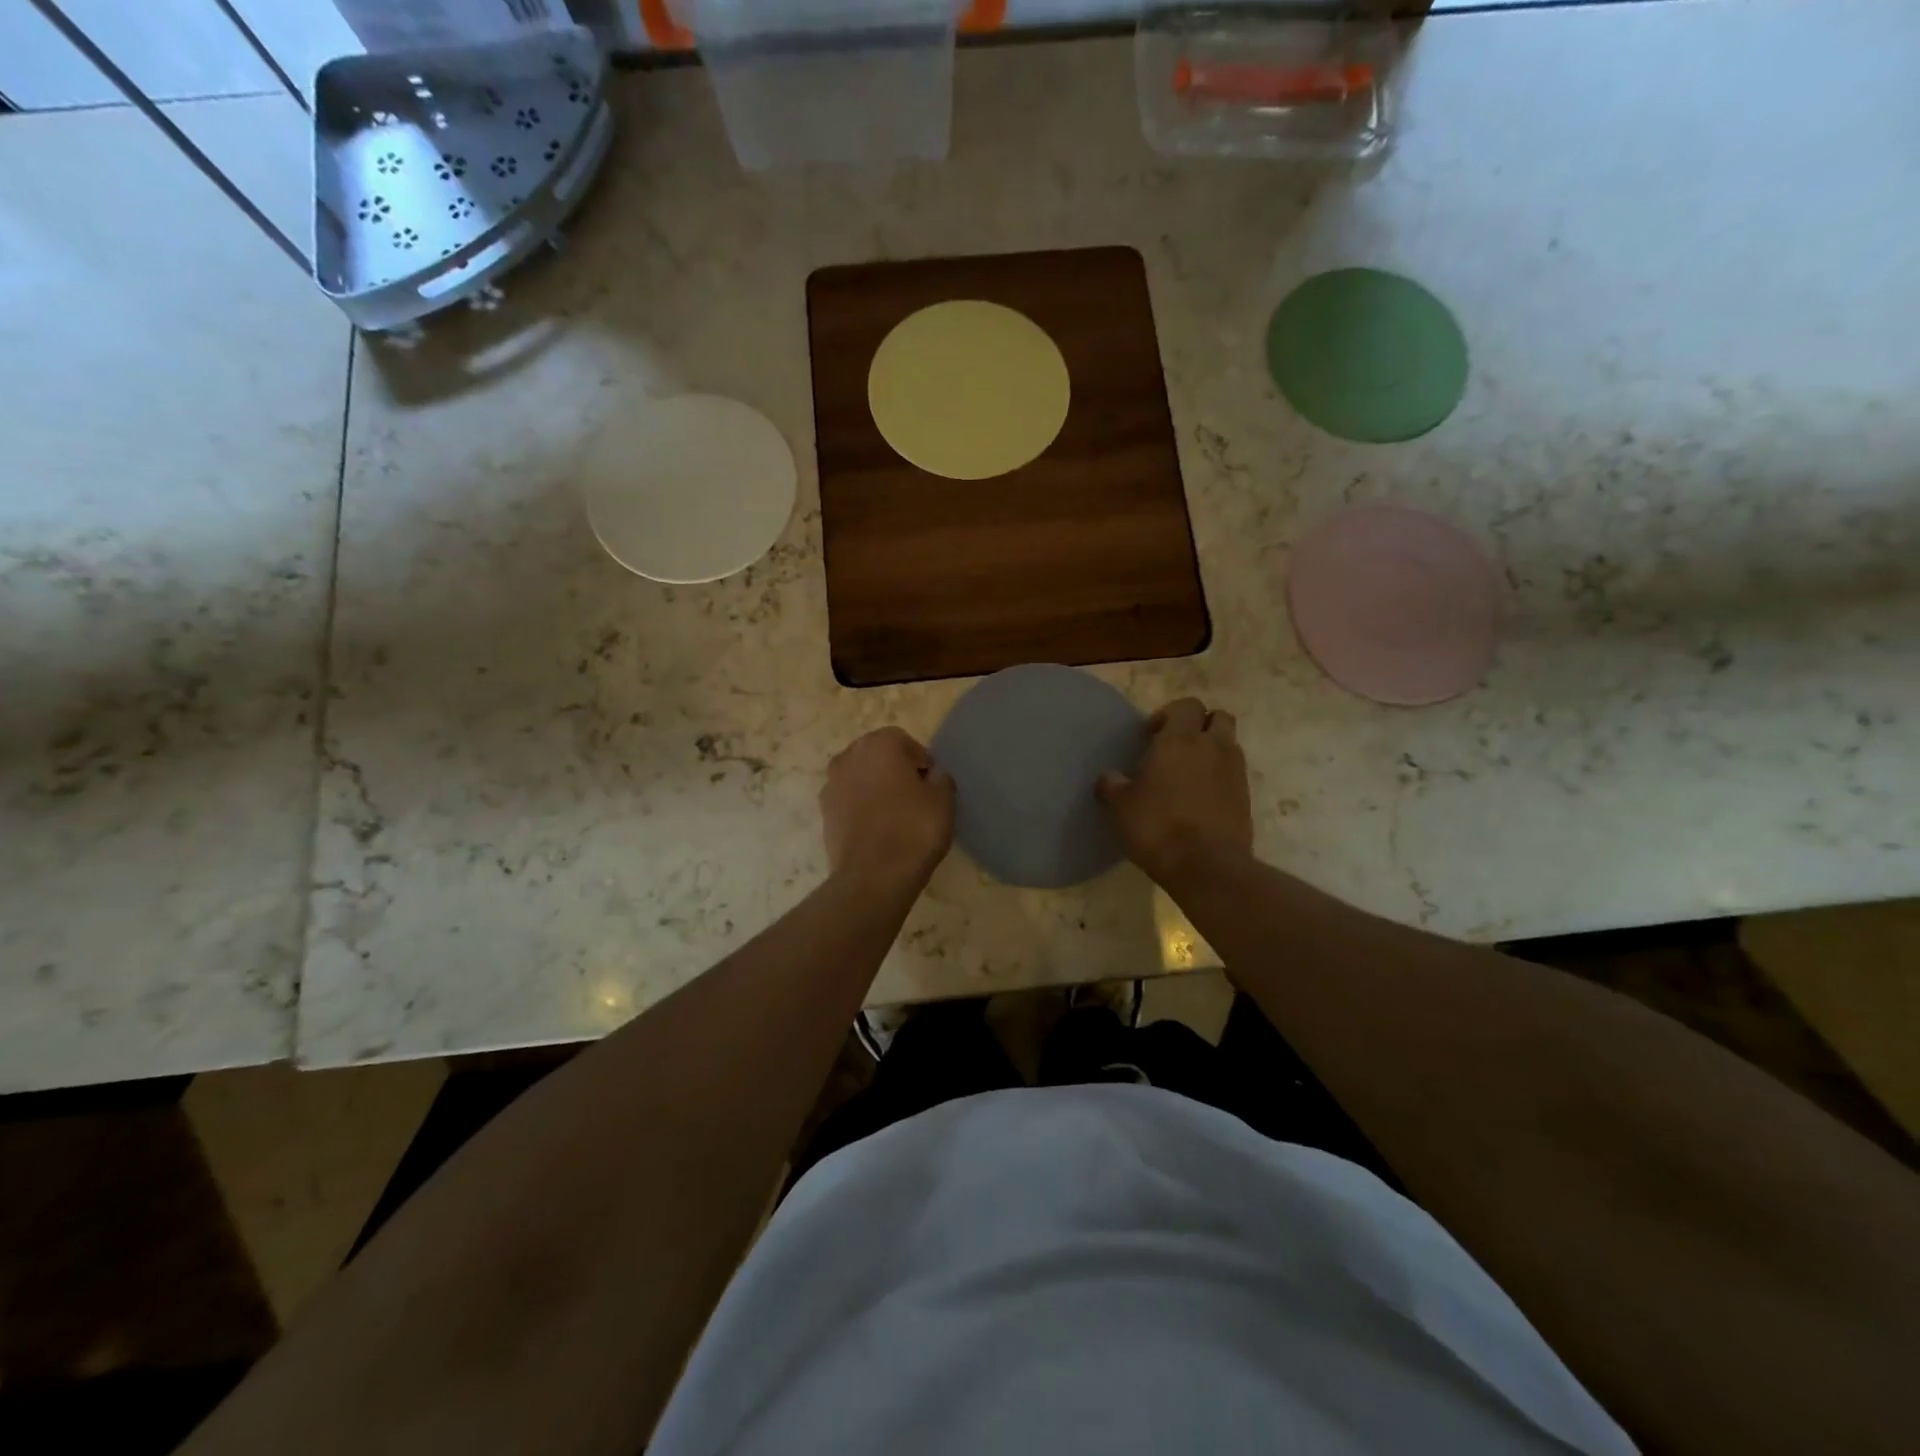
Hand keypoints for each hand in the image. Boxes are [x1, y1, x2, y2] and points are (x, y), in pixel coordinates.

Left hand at [821, 728, 954, 889]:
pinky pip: (849, 801)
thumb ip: (941, 779)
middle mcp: (848, 757)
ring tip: (895, 815)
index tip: (931, 784)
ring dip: (875, 788)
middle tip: (914, 796)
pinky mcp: (824, 813)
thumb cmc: (913, 830)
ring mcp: (831, 785)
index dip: (920, 760)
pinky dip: (861, 808)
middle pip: (876, 755)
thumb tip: (933, 775)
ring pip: (860, 778)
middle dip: (894, 770)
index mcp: (878, 744)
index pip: (902, 741)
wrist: (873, 876)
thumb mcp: (943, 801)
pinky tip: (877, 830)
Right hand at [1097, 698, 1252, 886]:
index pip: (1186, 706)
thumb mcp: (1120, 807)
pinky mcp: (1246, 796)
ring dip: (1212, 750)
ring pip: (1229, 744)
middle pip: (1217, 717)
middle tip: (1176, 748)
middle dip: (1199, 725)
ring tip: (1188, 775)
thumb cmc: (1157, 827)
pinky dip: (1220, 777)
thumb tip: (1109, 777)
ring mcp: (1234, 771)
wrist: (1207, 867)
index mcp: (1180, 739)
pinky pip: (1234, 773)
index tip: (1150, 737)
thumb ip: (1112, 785)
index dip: (1168, 715)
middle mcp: (1212, 746)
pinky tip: (1201, 798)